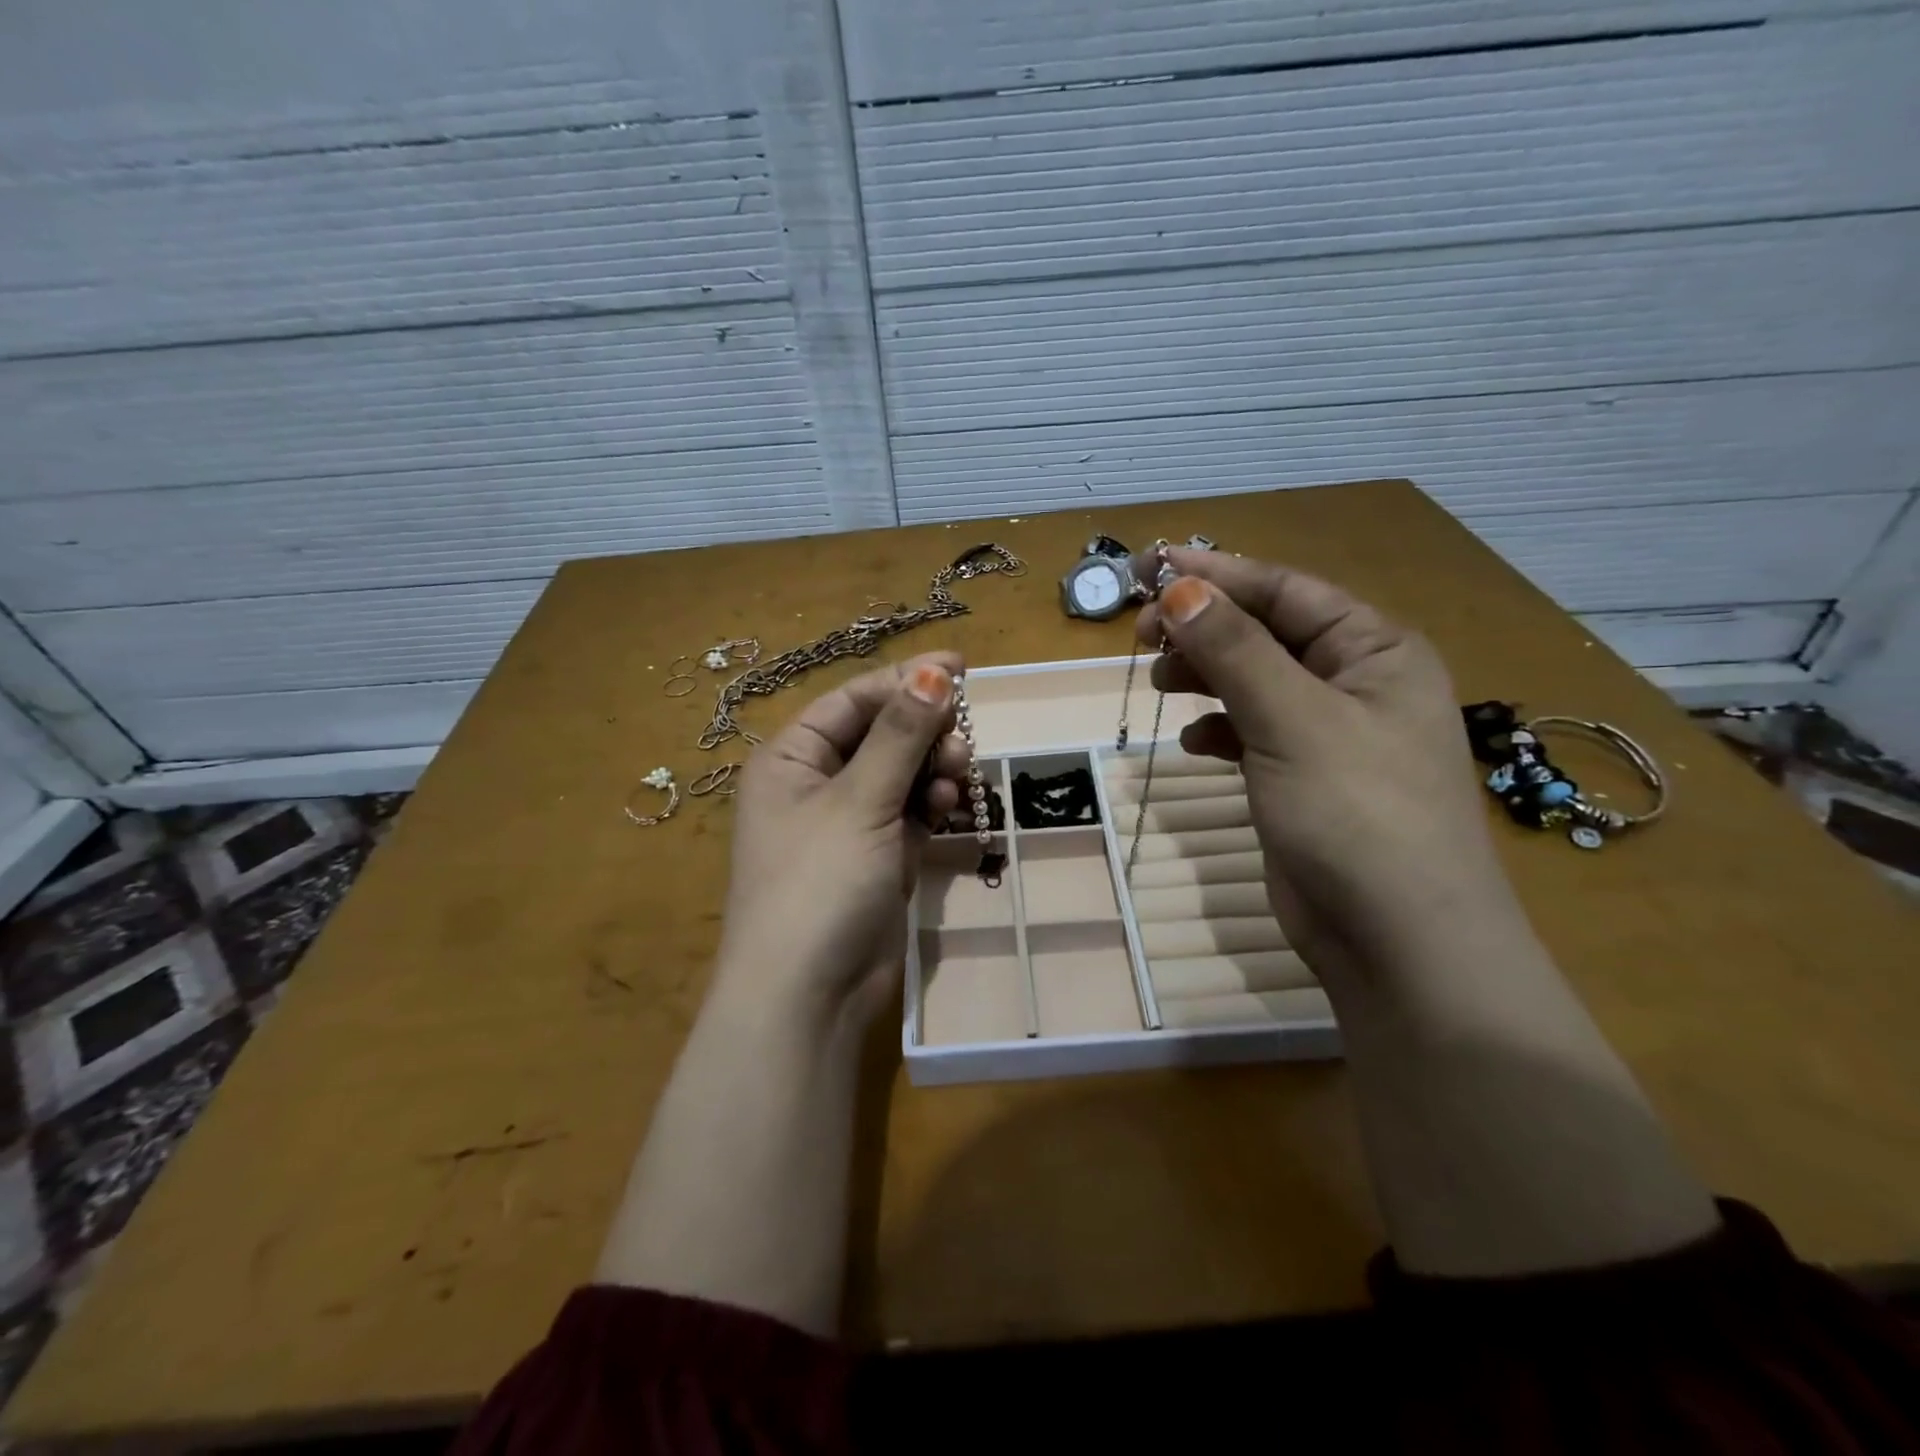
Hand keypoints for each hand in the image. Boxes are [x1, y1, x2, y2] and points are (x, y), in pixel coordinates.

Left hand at [712, 652, 968, 1027]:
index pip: (854, 700)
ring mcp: (848, 822)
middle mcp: (816, 783)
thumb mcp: (860, 801)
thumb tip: (934, 671)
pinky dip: (931, 805)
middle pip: (882, 734)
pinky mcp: (876, 856)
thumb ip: (900, 735)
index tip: (961, 669)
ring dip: (933, 770)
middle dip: (925, 733)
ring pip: (902, 773)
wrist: (808, 997)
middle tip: (963, 743)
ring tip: (955, 784)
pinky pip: (910, 811)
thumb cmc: (820, 885)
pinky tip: (949, 809)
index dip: (905, 680)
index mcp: (792, 757)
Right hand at [1137, 549, 1512, 985]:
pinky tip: (1194, 742)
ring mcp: (1329, 734)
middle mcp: (1356, 683)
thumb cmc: (1358, 814)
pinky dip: (1218, 728)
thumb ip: (1234, 649)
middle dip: (1205, 627)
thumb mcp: (1293, 720)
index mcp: (1375, 650)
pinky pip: (1251, 731)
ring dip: (1205, 675)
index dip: (1217, 574)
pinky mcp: (1302, 778)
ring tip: (1160, 683)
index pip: (1286, 591)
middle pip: (1266, 632)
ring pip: (1253, 681)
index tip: (1150, 567)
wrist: (1398, 943)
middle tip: (1142, 633)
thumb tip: (1178, 588)